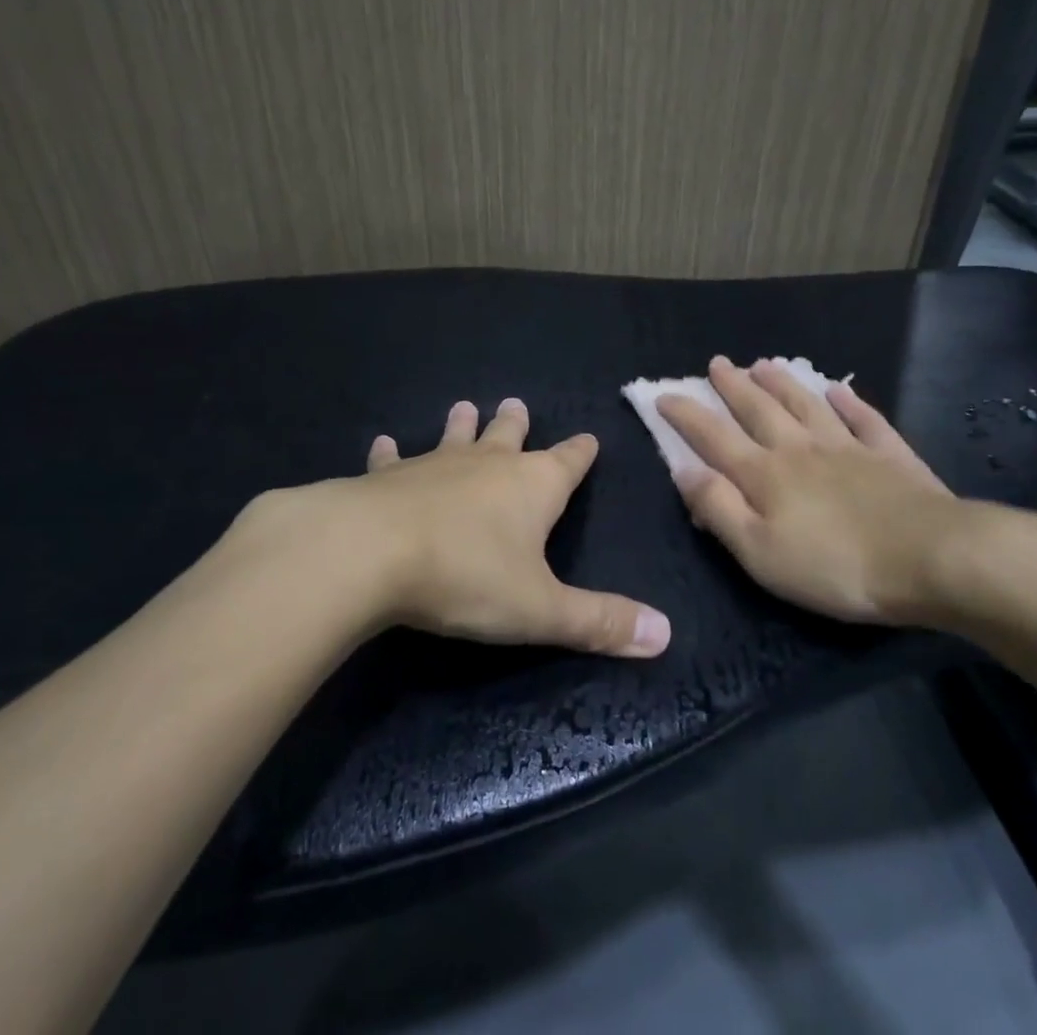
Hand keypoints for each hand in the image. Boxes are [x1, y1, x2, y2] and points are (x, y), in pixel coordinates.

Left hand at [235, 399, 670, 657]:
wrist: (370, 553)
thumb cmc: (466, 577)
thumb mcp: (540, 609)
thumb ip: (600, 622)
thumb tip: (666, 633)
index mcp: (533, 486)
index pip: (569, 462)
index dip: (581, 452)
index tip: (590, 438)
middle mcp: (488, 465)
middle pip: (509, 435)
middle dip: (516, 423)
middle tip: (516, 402)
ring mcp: (435, 465)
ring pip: (455, 437)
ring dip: (461, 425)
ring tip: (464, 406)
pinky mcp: (388, 477)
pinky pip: (392, 460)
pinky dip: (390, 453)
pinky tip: (383, 443)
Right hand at [657, 357, 1036, 628]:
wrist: (931, 558)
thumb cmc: (835, 565)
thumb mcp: (759, 551)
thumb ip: (718, 508)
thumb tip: (683, 469)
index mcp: (765, 474)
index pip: (713, 437)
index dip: (686, 415)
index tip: (664, 394)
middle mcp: (800, 449)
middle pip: (759, 410)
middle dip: (733, 387)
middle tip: (716, 363)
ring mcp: (848, 448)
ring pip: (806, 405)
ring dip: (782, 383)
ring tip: (764, 362)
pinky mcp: (890, 457)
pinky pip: (864, 419)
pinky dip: (850, 402)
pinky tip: (840, 389)